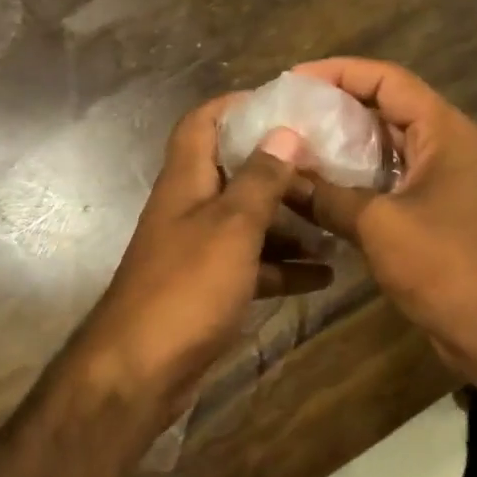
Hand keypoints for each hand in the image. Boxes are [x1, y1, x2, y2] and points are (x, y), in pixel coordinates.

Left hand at [74, 98, 331, 420]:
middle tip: (327, 164)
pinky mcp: (210, 289)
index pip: (202, 123)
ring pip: (248, 222)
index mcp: (186, 181)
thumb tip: (284, 131)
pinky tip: (325, 275)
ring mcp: (199, 251)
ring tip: (335, 220)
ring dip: (288, 221)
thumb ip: (260, 180)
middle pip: (234, 172)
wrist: (140, 372)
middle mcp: (190, 209)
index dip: (236, 106)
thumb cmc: (186, 287)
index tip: (283, 104)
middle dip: (277, 167)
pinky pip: (252, 267)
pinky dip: (284, 268)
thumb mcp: (231, 227)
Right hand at [291, 58, 476, 373]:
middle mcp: (446, 144)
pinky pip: (389, 178)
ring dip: (343, 143)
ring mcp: (443, 178)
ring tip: (294, 144)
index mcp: (443, 130)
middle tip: (286, 113)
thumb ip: (326, 196)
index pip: (386, 79)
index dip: (338, 72)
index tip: (293, 81)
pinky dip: (355, 177)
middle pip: (385, 107)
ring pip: (385, 145)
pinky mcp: (434, 210)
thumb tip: (280, 178)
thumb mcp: (378, 224)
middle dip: (335, 106)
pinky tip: (317, 187)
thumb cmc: (444, 264)